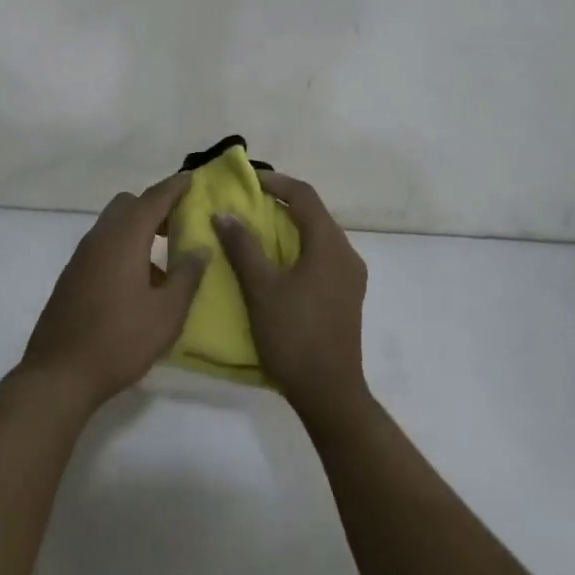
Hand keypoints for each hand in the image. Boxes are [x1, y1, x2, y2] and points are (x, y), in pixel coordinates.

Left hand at [22, 173, 205, 407]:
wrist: (58, 375)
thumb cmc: (119, 341)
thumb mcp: (166, 313)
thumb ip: (187, 276)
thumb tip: (200, 248)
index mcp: (124, 239)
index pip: (153, 199)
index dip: (174, 187)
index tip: (192, 179)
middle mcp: (100, 238)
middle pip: (128, 205)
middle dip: (154, 206)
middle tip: (180, 223)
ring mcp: (81, 257)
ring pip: (113, 225)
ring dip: (138, 229)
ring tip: (164, 257)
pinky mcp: (72, 276)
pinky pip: (103, 246)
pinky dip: (123, 247)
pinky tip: (138, 282)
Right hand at [212, 172, 368, 424]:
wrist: (330, 394)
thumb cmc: (294, 335)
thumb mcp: (261, 289)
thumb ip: (243, 247)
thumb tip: (224, 213)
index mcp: (329, 245)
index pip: (304, 196)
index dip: (276, 182)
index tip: (247, 181)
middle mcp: (346, 254)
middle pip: (314, 214)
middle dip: (281, 203)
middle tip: (247, 203)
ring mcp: (350, 277)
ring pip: (318, 236)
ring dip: (289, 227)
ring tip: (256, 230)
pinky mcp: (347, 296)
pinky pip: (322, 257)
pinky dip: (298, 248)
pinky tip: (276, 263)